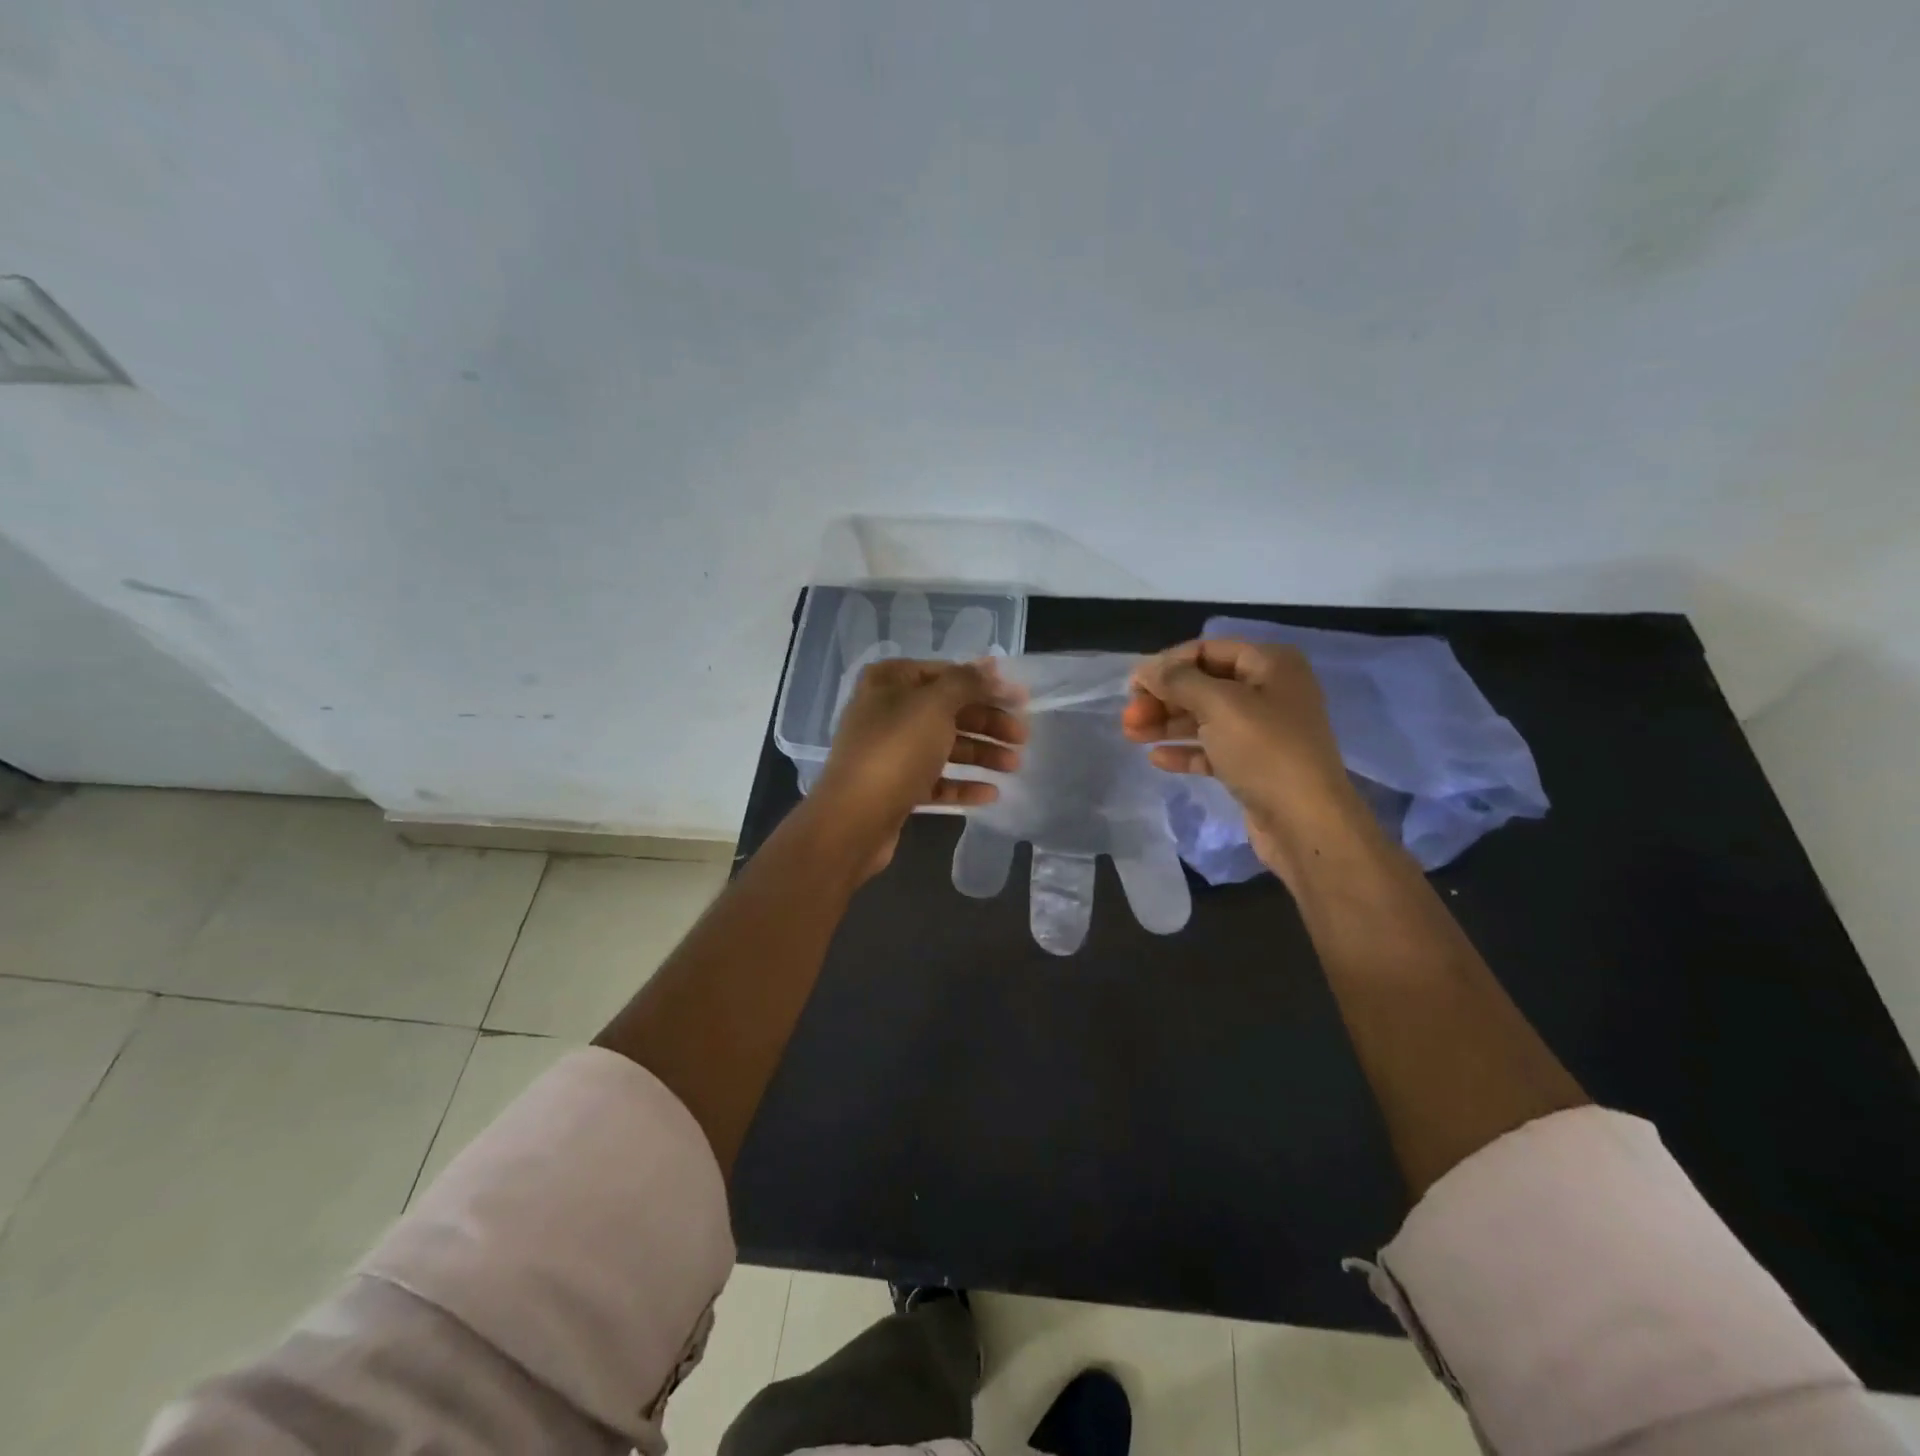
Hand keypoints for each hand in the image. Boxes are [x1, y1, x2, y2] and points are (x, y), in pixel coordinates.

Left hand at [807, 658, 1025, 880]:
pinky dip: (962, 784)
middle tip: (1022, 738)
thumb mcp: (935, 705)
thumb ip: (967, 682)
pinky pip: (935, 780)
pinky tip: (991, 793)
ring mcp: (890, 752)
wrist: (854, 819)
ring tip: (1014, 767)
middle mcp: (887, 711)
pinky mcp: (895, 787)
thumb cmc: (896, 750)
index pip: (947, 673)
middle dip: (988, 723)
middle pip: (948, 711)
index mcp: (890, 681)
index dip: (986, 685)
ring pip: (945, 746)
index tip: (1021, 700)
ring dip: (981, 754)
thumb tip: (991, 664)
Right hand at [1122, 639, 1374, 881]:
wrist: (1306, 823)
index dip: (1168, 664)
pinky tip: (1157, 759)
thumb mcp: (1219, 705)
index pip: (1207, 650)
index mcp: (1270, 664)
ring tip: (1130, 735)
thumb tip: (1144, 668)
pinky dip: (1185, 751)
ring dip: (1166, 724)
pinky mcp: (1253, 765)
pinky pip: (1212, 749)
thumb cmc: (1265, 751)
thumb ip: (1178, 681)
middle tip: (1128, 717)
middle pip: (1203, 685)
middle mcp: (1269, 691)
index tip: (1133, 686)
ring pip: (1204, 718)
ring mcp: (1262, 731)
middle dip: (1163, 698)